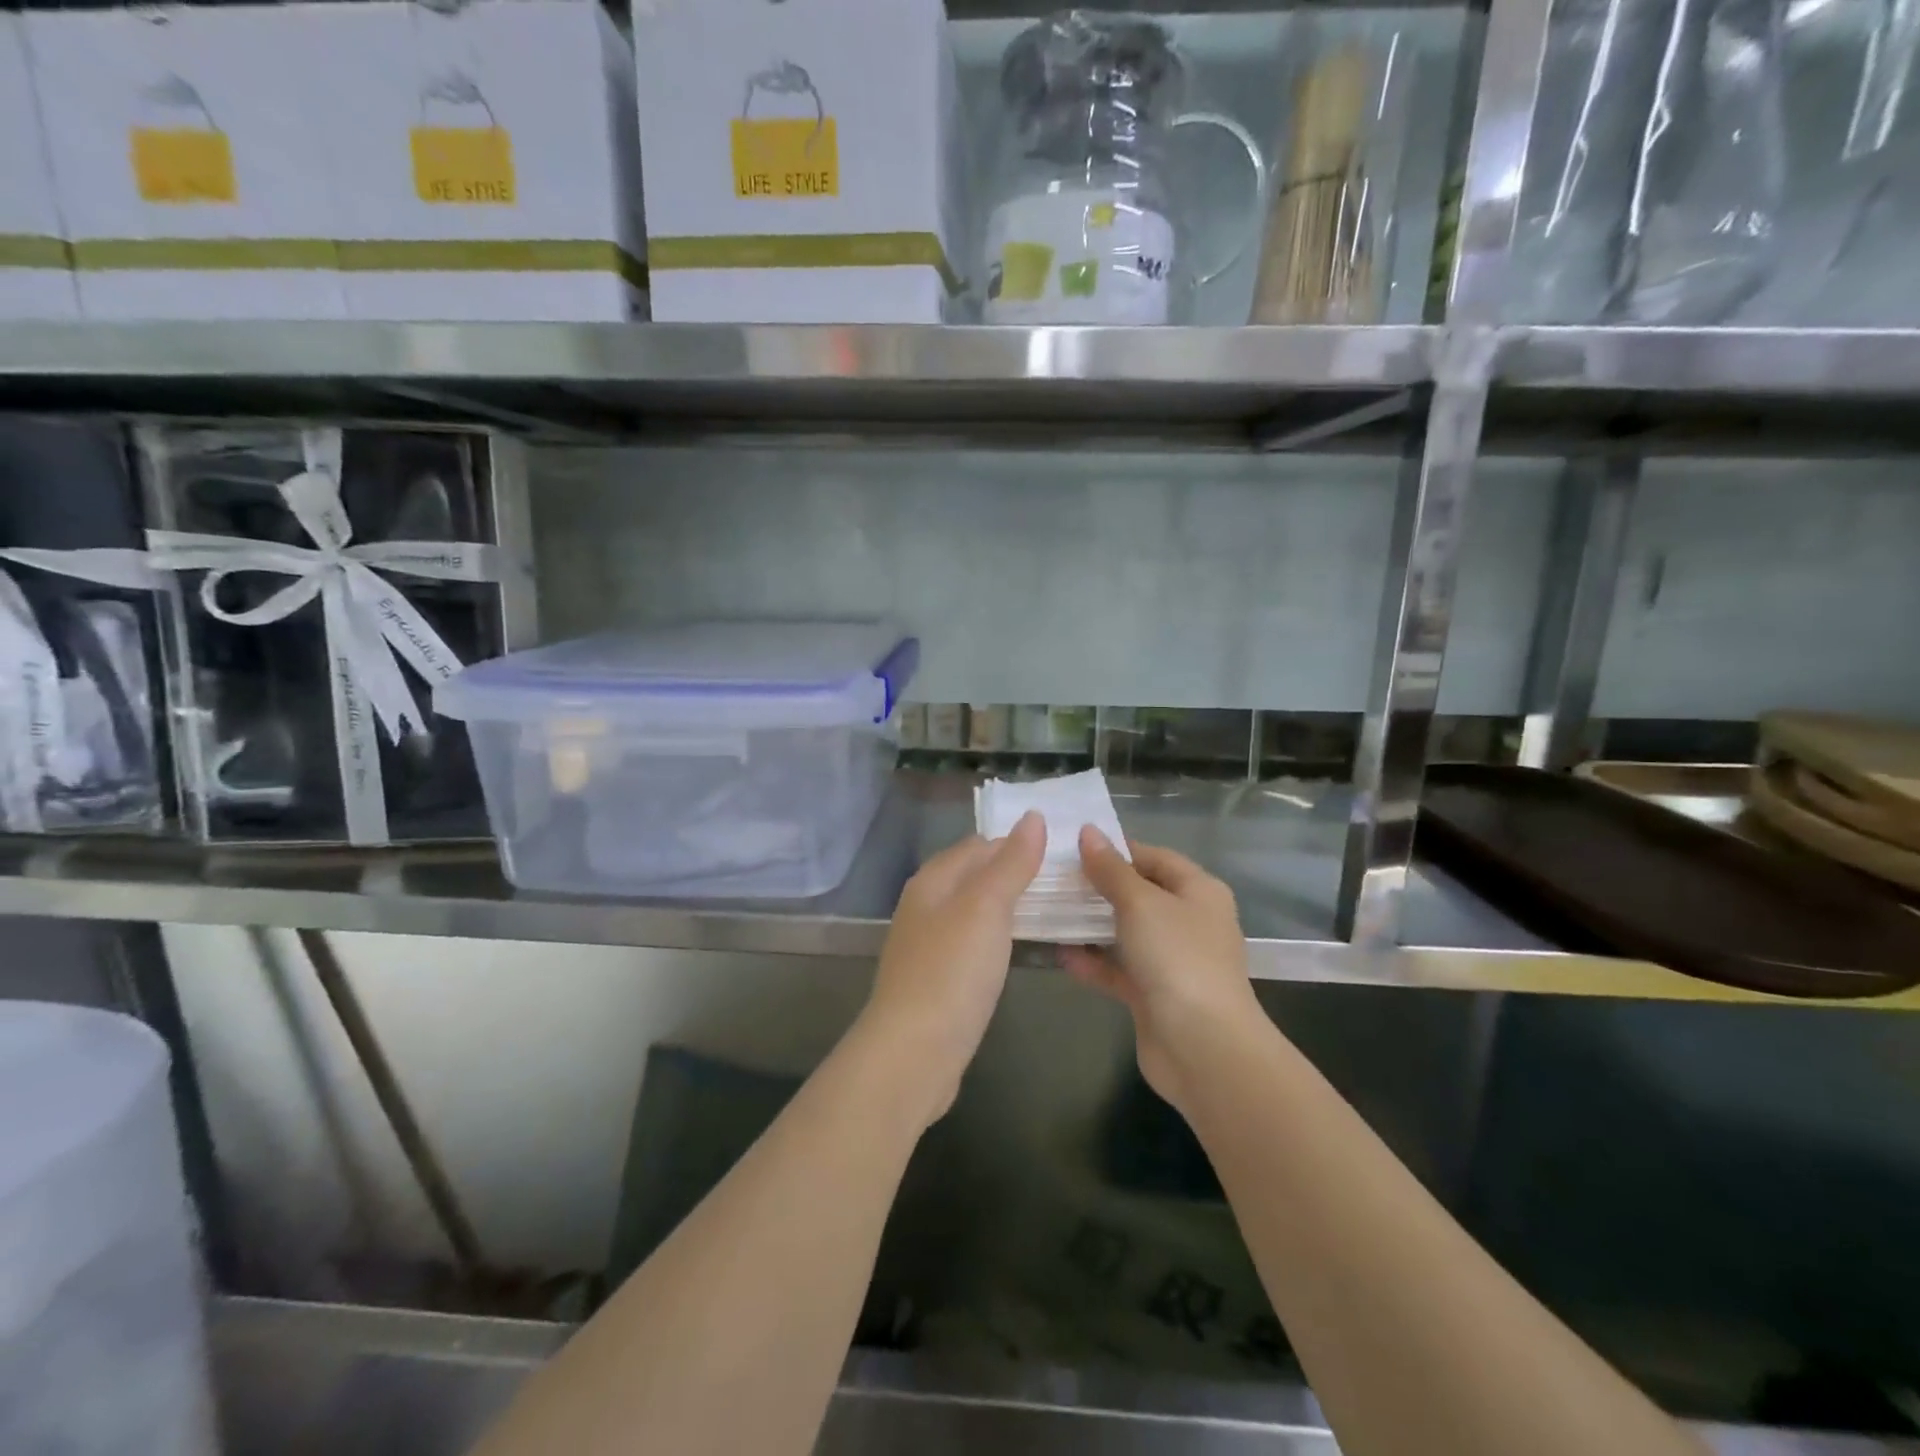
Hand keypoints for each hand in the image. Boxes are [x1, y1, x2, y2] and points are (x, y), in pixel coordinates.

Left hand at [855, 812, 1045, 1125]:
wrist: (913, 1052)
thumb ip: (1011, 863)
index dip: (1018, 842)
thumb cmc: (951, 971)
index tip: (1063, 851)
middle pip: (975, 876)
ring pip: (975, 911)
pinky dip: (998, 938)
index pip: (979, 845)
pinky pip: (973, 944)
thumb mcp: (986, 907)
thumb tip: (1033, 817)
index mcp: (933, 880)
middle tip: (1068, 880)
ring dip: (1009, 907)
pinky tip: (1019, 948)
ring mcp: (929, 944)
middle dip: (1015, 873)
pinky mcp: (938, 979)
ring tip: (1054, 909)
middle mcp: (926, 905)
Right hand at [1061, 829, 1259, 1115]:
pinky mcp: (1154, 995)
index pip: (1153, 856)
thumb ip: (1111, 869)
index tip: (1071, 847)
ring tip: (1048, 912)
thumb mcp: (1140, 903)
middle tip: (1052, 879)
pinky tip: (1060, 955)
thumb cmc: (1177, 958)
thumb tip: (1088, 832)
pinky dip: (1093, 962)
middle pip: (1138, 894)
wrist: (1203, 1047)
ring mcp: (1172, 960)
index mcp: (1198, 891)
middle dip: (1097, 887)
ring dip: (1090, 926)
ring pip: (1125, 933)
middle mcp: (1189, 921)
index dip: (1115, 849)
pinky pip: (1118, 969)